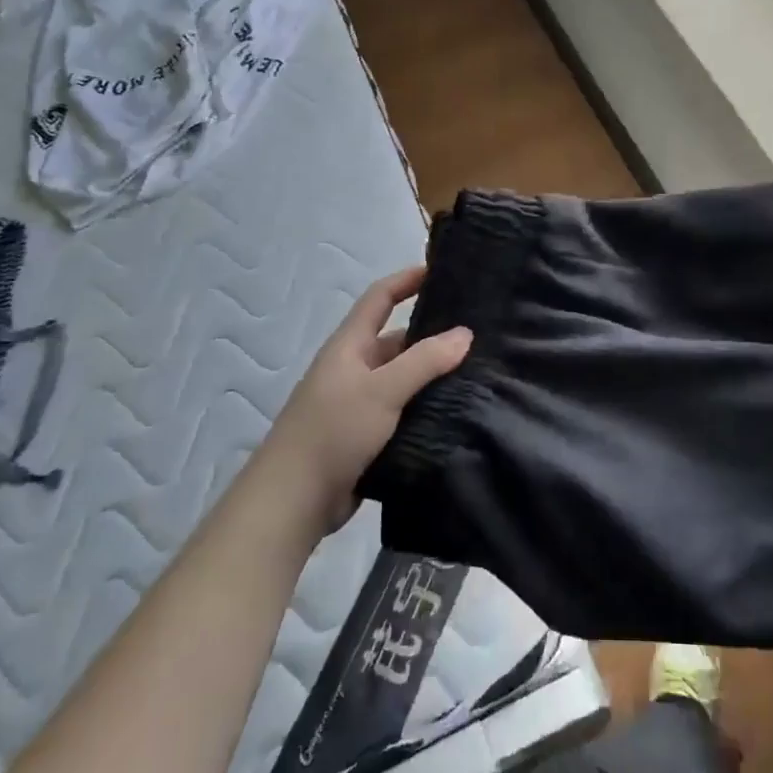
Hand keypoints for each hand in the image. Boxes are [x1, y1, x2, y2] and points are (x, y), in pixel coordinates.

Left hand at [261, 267, 470, 535]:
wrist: (293, 501)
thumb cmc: (333, 432)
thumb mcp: (382, 390)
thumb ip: (425, 361)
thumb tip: (465, 333)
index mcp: (349, 346)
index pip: (380, 297)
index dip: (407, 280)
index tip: (441, 270)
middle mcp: (354, 368)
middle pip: (397, 339)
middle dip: (433, 334)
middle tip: (478, 332)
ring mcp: (359, 403)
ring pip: (403, 378)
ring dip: (433, 374)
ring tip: (479, 370)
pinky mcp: (366, 435)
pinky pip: (403, 409)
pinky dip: (426, 406)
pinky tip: (457, 409)